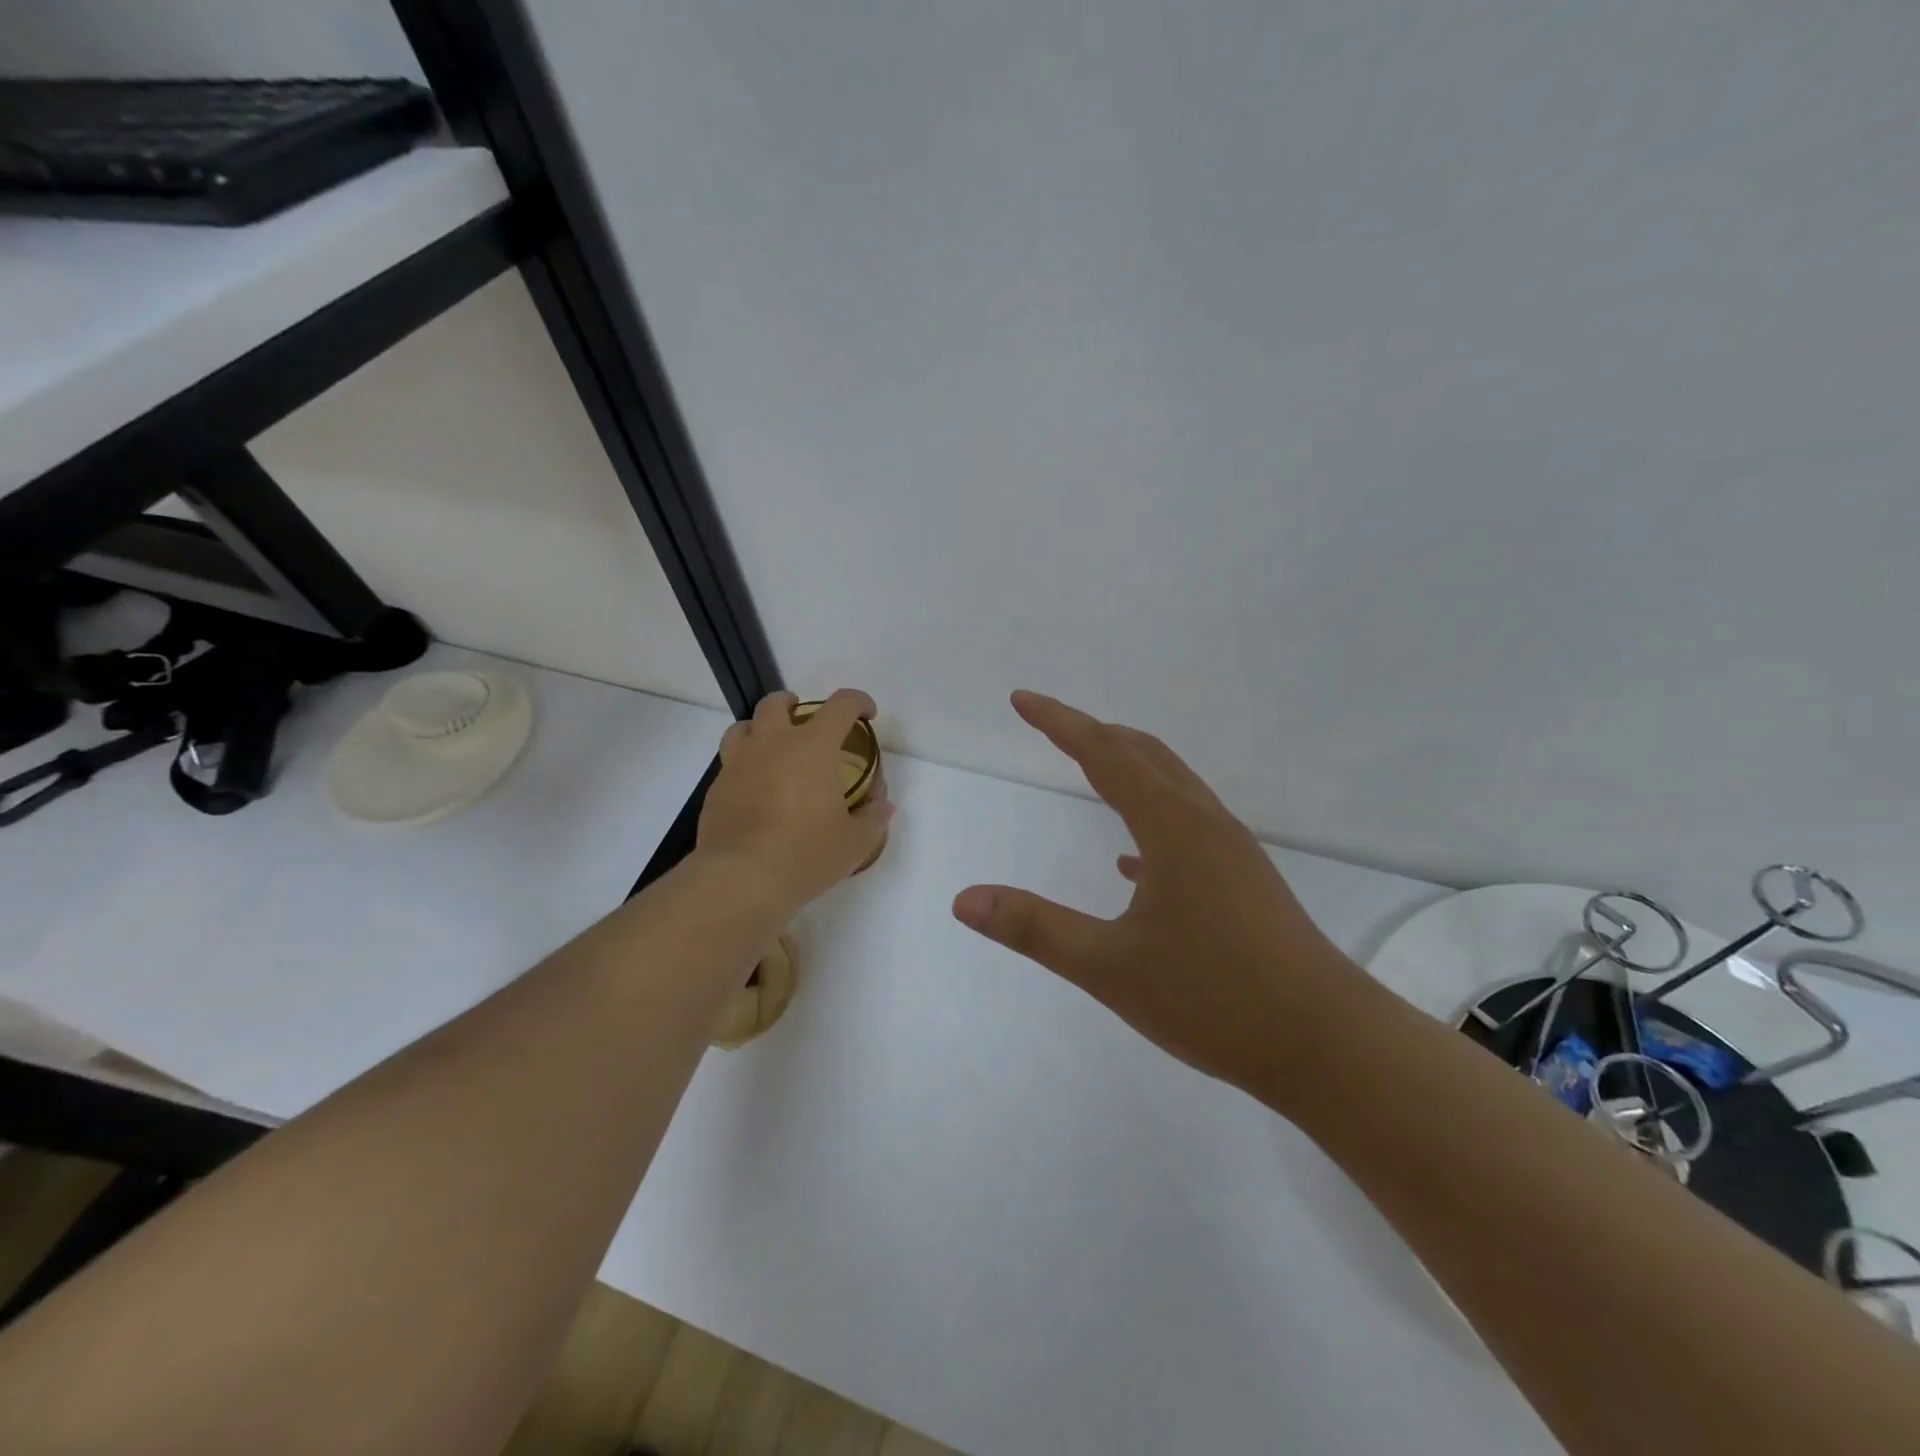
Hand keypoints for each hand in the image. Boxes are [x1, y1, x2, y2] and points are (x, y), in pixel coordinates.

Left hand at [698, 689, 893, 915]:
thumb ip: (873, 818)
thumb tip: (882, 805)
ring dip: (759, 729)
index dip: (858, 701)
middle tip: (804, 720)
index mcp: (814, 747)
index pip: (841, 705)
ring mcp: (738, 764)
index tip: (866, 714)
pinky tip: (754, 792)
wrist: (741, 878)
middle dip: (793, 704)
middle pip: (776, 703)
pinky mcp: (717, 788)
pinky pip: (729, 764)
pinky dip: (744, 767)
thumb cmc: (806, 854)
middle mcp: (773, 744)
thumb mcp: (855, 842)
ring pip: (742, 727)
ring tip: (771, 749)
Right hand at [951, 691, 1364, 1097]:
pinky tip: (1132, 861)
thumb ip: (1034, 929)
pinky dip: (1151, 818)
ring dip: (1127, 766)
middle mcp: (1204, 824)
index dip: (1058, 722)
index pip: (1103, 753)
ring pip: (1172, 786)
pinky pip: (1188, 827)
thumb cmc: (1214, 1000)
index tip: (1021, 699)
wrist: (1328, 1043)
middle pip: (1143, 754)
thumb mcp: (1109, 968)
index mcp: (1171, 827)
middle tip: (1051, 724)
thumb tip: (964, 899)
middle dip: (1093, 733)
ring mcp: (1231, 851)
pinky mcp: (1245, 880)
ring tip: (1091, 768)